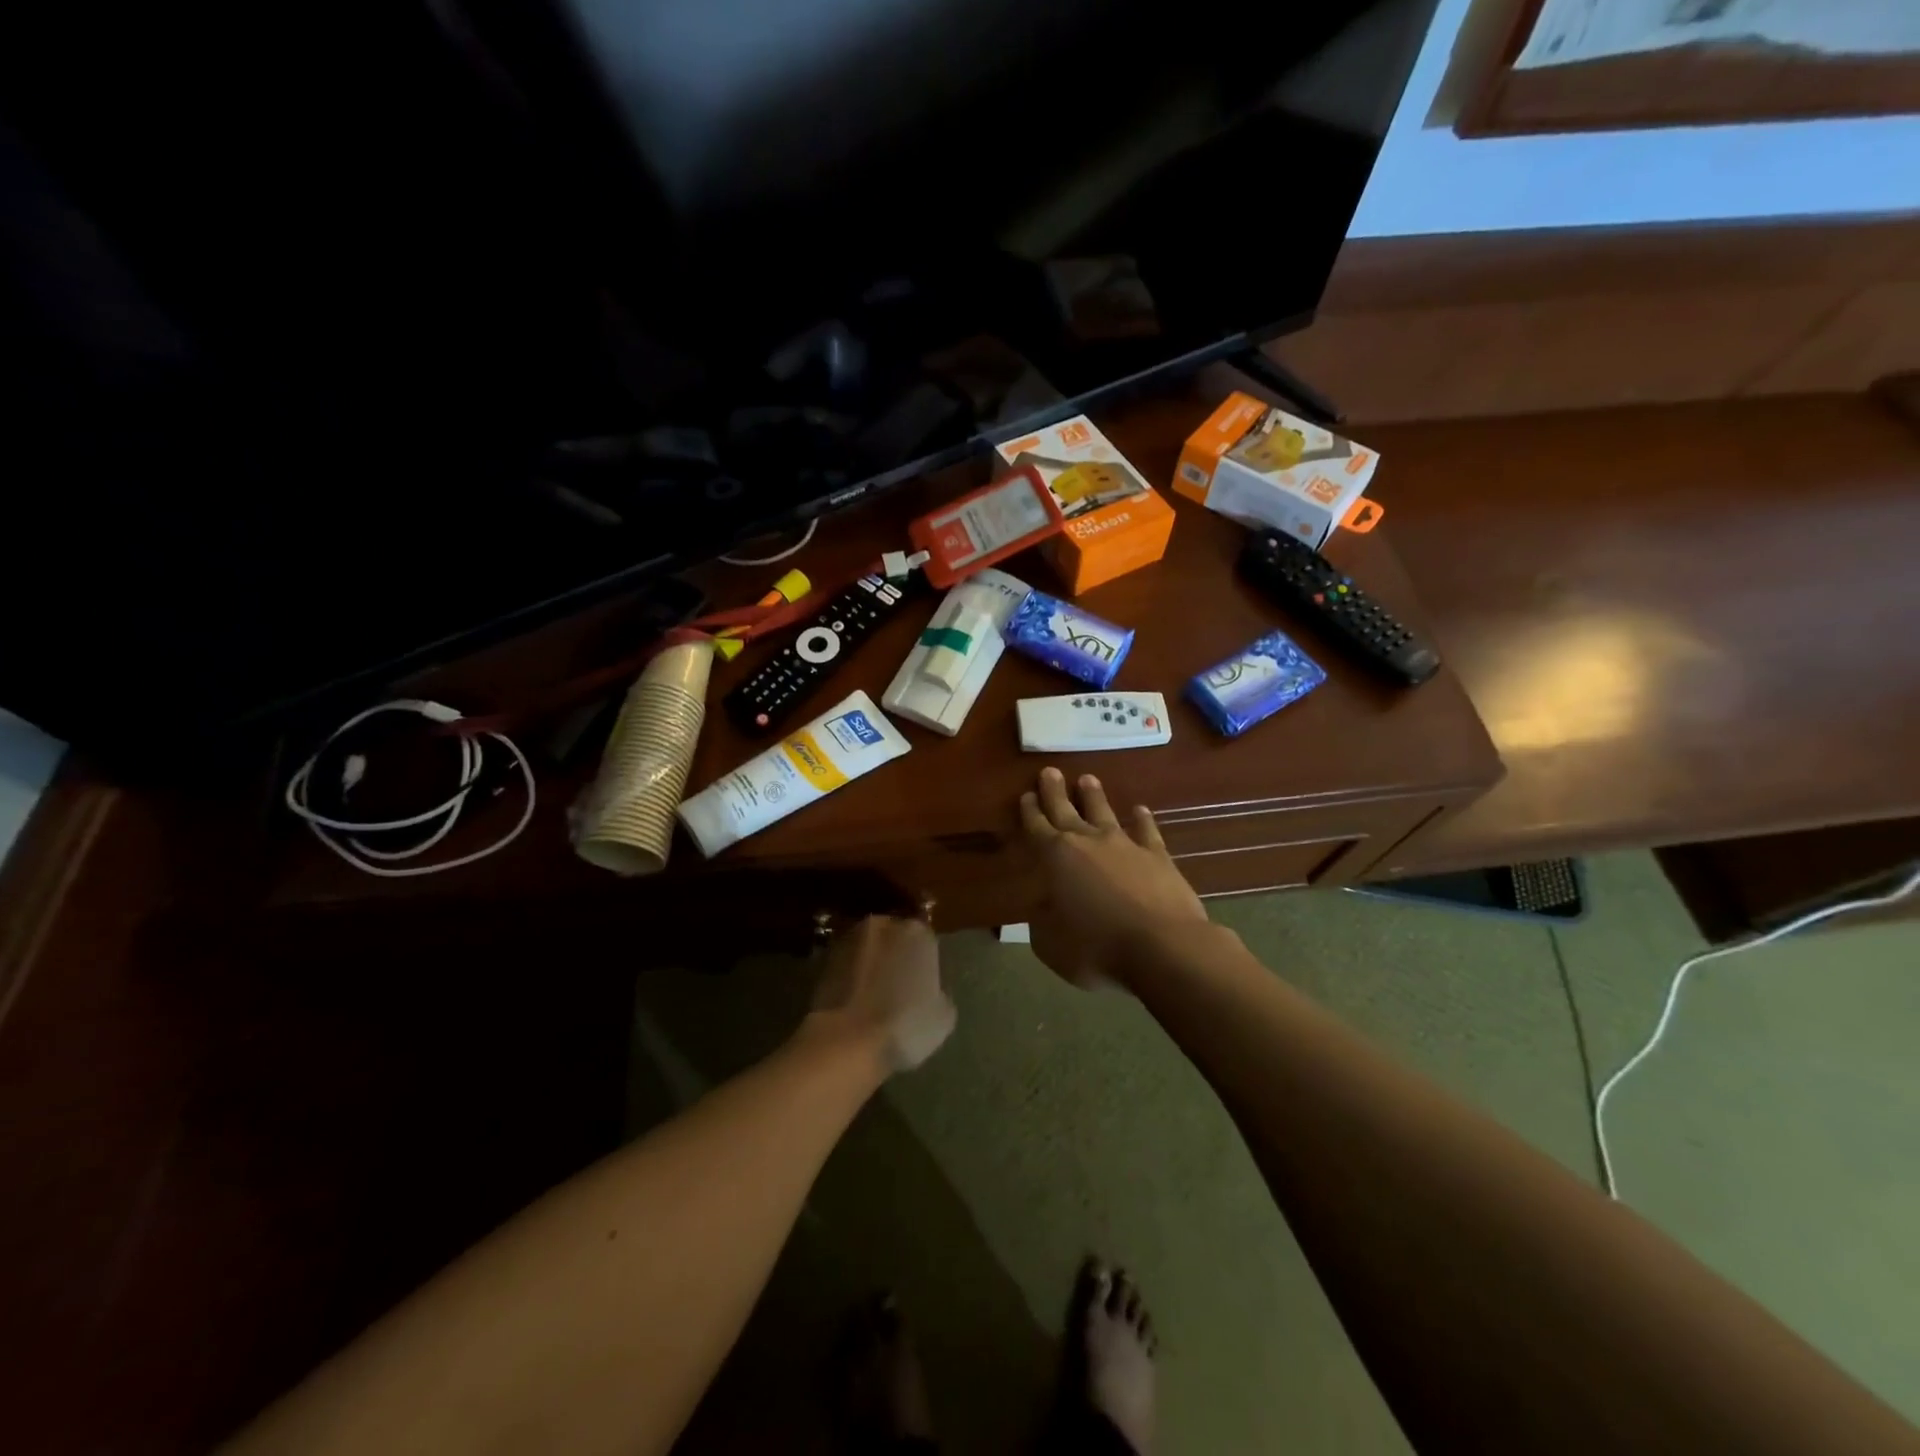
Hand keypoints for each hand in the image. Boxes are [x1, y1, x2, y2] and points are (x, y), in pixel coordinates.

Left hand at [808, 915, 956, 1072]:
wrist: (847, 1041)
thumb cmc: (906, 1024)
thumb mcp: (943, 1016)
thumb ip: (939, 993)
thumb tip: (931, 993)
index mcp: (917, 932)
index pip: (925, 940)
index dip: (924, 963)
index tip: (922, 984)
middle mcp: (883, 925)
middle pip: (893, 936)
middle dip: (895, 956)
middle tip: (897, 987)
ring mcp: (849, 940)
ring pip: (867, 949)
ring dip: (870, 964)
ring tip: (873, 996)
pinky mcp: (823, 960)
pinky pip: (846, 965)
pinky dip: (850, 977)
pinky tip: (854, 1002)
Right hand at [1019, 767, 1207, 989]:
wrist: (1163, 946)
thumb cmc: (1097, 948)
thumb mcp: (1051, 944)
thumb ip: (1042, 921)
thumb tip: (1042, 906)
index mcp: (1056, 858)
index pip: (1037, 827)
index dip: (1029, 811)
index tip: (1026, 796)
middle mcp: (1088, 842)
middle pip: (1066, 810)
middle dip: (1055, 791)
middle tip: (1050, 772)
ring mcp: (1125, 845)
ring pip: (1104, 812)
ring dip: (1094, 796)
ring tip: (1088, 779)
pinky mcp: (1157, 856)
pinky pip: (1146, 831)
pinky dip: (1142, 819)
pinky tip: (1140, 810)